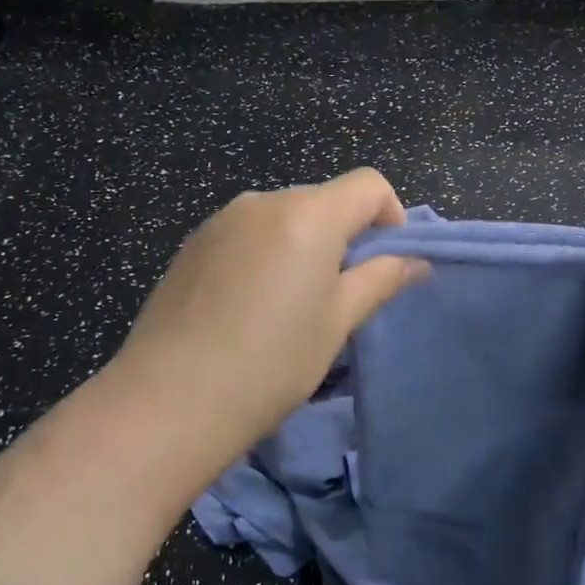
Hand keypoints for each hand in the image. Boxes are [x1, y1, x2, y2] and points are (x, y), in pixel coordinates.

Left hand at [105, 169, 429, 494]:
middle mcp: (264, 201)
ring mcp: (222, 220)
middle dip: (345, 235)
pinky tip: (249, 307)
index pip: (369, 184)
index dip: (391, 215)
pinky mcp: (193, 244)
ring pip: (284, 218)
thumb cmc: (271, 362)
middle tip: (340, 295)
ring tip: (290, 306)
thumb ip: (380, 280)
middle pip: (325, 200)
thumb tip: (415, 262)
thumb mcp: (337, 322)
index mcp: (308, 214)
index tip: (385, 263)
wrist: (168, 400)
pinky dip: (266, 254)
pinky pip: (248, 234)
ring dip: (304, 245)